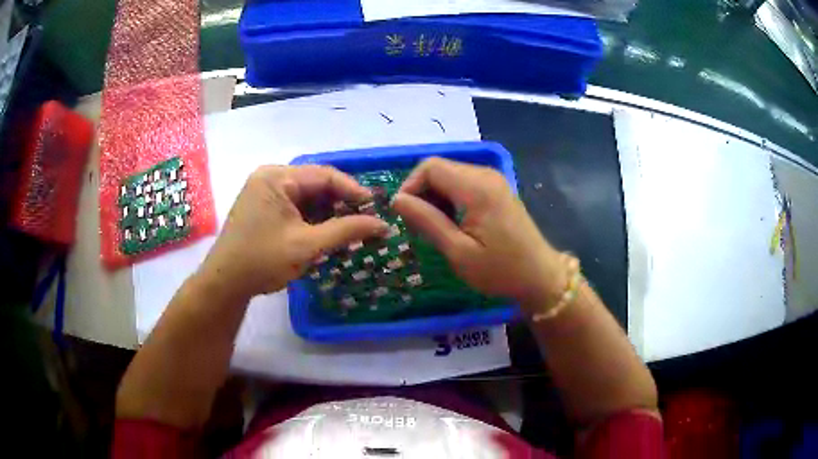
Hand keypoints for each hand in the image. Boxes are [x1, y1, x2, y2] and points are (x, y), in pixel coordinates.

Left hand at [198, 165, 387, 299]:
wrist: (225, 283)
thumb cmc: (262, 260)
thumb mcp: (308, 245)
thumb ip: (346, 231)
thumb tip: (383, 225)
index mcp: (277, 177)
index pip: (324, 176)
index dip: (353, 191)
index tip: (376, 209)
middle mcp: (270, 178)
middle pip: (316, 185)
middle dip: (341, 204)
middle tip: (365, 221)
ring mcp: (265, 193)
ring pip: (307, 198)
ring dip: (328, 214)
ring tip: (350, 230)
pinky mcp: (263, 208)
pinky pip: (295, 207)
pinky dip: (313, 220)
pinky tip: (327, 234)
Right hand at [392, 157, 565, 309]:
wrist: (540, 276)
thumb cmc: (500, 270)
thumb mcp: (458, 251)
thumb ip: (427, 221)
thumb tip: (397, 200)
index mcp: (477, 187)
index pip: (430, 167)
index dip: (410, 186)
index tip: (404, 215)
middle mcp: (485, 175)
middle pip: (439, 169)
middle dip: (421, 193)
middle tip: (417, 226)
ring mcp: (493, 181)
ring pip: (449, 176)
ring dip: (434, 198)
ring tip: (433, 228)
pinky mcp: (496, 190)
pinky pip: (463, 184)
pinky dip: (449, 199)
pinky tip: (451, 223)